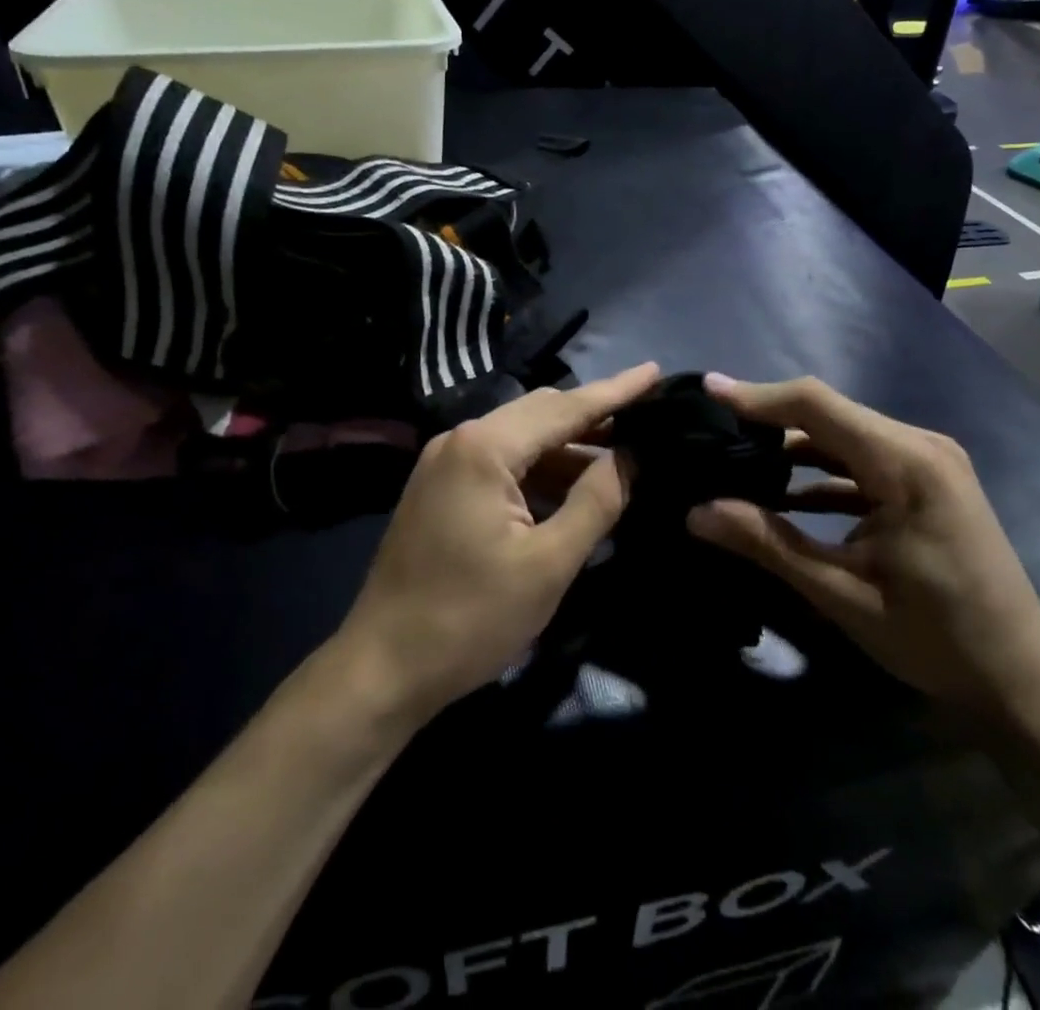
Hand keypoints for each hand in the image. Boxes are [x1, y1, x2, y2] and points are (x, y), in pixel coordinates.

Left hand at [337, 363, 661, 724]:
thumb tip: (630, 456)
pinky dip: (540, 470)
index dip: (616, 391)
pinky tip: (572, 486)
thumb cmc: (470, 618)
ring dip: (568, 448)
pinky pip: (501, 463)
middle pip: (540, 414)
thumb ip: (596, 502)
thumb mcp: (548, 564)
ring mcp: (444, 462)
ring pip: (521, 439)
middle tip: (647, 418)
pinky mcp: (440, 487)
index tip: (656, 372)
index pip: (565, 408)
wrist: (383, 667)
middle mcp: (460, 440)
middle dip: (594, 416)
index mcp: (485, 448)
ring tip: (621, 455)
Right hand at [686, 374, 1039, 719]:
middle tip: (710, 428)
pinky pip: (860, 460)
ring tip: (733, 456)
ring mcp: (927, 461)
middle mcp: (920, 446)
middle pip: (828, 412)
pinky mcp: (925, 481)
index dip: (757, 395)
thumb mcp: (842, 593)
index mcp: (906, 463)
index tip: (705, 389)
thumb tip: (695, 513)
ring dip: (792, 446)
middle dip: (767, 418)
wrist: (1021, 679)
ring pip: (842, 435)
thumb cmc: (936, 638)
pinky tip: (780, 493)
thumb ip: (767, 543)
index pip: (817, 404)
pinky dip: (820, 472)